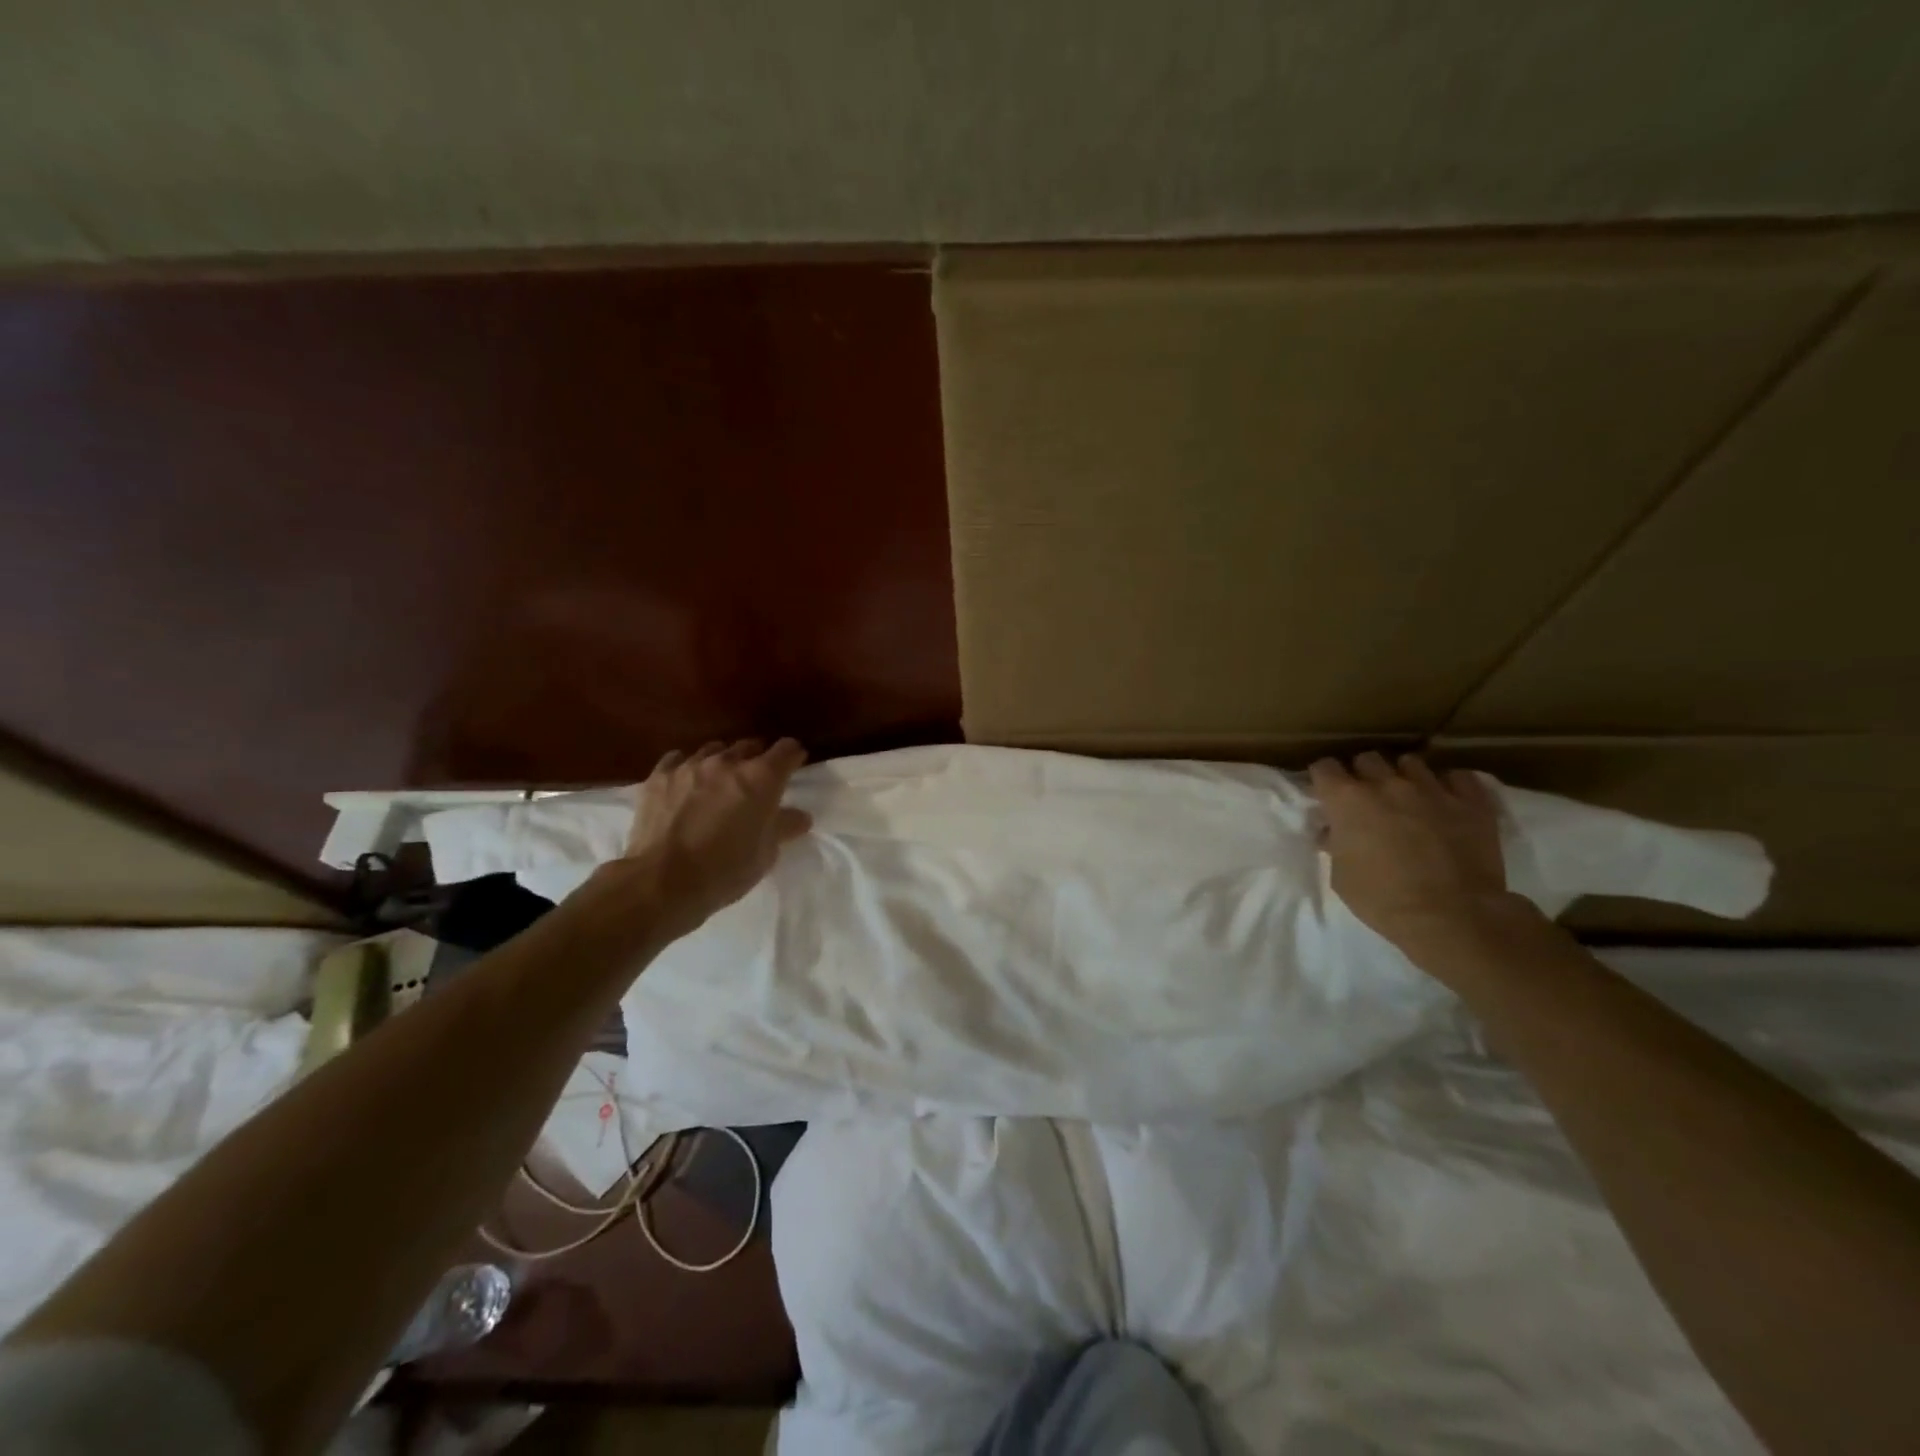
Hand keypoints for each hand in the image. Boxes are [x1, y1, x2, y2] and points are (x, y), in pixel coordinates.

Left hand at [609, 738, 813, 936]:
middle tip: (755, 783)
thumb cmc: (725, 870)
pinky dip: (686, 768)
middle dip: (757, 760)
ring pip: (714, 750)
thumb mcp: (765, 853)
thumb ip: (784, 827)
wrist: (662, 882)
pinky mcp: (659, 776)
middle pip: (750, 746)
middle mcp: (728, 762)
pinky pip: (677, 760)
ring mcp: (690, 766)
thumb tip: (800, 816)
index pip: (787, 750)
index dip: (793, 757)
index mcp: (761, 778)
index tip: (794, 768)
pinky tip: (684, 785)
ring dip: (722, 763)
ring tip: (718, 783)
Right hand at [1309, 752, 1517, 957]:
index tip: (1326, 793)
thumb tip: (1333, 833)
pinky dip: (1449, 785)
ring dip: (1403, 777)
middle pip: (1367, 759)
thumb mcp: (1341, 877)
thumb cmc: (1384, 900)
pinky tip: (1446, 802)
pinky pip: (1458, 777)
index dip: (1323, 779)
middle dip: (1362, 774)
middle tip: (1367, 798)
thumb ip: (1335, 845)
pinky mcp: (1471, 802)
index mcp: (1347, 801)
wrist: (1454, 917)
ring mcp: (1432, 789)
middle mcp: (1387, 784)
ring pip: (1410, 762)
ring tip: (1408, 798)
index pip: (1324, 767)